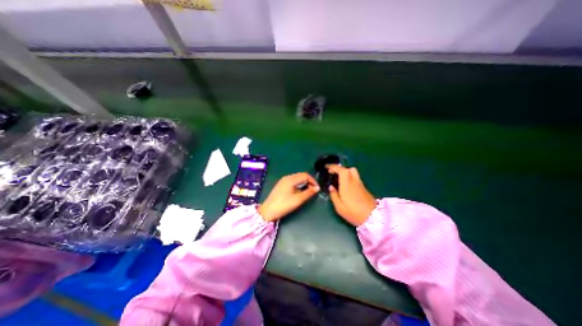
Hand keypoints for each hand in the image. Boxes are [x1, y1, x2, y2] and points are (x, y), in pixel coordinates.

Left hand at [259, 173, 319, 220]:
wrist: (268, 211)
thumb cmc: (284, 205)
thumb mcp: (298, 200)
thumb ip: (308, 193)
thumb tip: (317, 188)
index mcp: (291, 179)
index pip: (305, 175)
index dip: (313, 181)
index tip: (317, 189)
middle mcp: (287, 177)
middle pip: (301, 175)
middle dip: (309, 181)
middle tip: (313, 190)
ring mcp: (283, 181)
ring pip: (297, 178)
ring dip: (303, 183)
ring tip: (308, 191)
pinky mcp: (281, 185)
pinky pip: (292, 181)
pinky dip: (298, 184)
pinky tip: (299, 191)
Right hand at [327, 164, 376, 224]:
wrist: (373, 218)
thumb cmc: (354, 213)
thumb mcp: (339, 207)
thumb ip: (333, 196)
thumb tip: (330, 187)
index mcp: (347, 185)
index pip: (341, 170)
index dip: (333, 167)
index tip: (326, 167)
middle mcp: (354, 181)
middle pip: (347, 169)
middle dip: (338, 168)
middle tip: (331, 172)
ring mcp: (359, 183)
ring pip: (352, 171)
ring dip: (344, 171)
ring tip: (338, 177)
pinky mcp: (363, 186)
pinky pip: (355, 176)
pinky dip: (348, 175)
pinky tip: (345, 183)